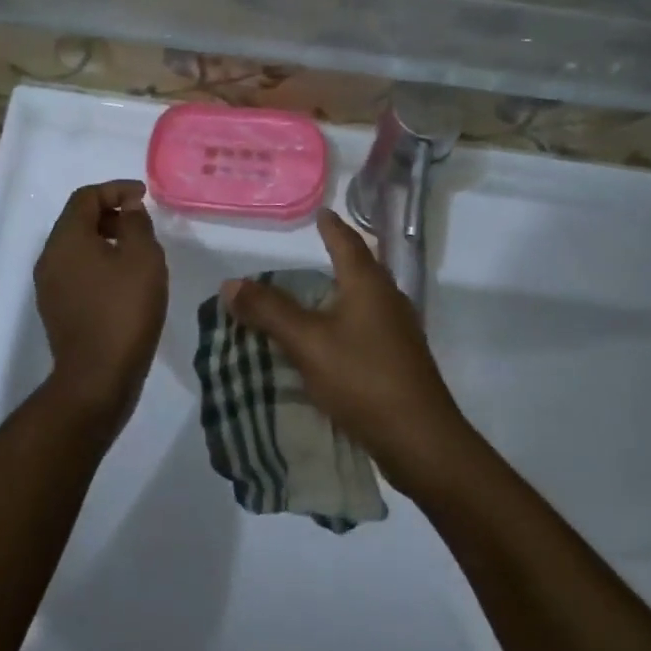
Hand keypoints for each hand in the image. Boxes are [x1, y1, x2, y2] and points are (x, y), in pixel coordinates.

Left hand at [34, 180, 168, 416]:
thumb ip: (136, 223)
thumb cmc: (124, 310)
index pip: (85, 197)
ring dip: (105, 240)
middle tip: (142, 224)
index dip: (116, 189)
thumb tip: (128, 207)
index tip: (144, 196)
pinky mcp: (56, 309)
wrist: (97, 377)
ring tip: (137, 253)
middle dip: (110, 214)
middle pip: (77, 220)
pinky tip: (124, 283)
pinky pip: (77, 272)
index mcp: (66, 239)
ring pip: (77, 248)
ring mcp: (49, 286)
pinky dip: (99, 264)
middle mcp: (50, 258)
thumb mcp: (142, 258)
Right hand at [222, 209, 470, 495]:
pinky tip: (328, 340)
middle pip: (360, 268)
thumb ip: (269, 311)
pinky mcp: (398, 359)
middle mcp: (388, 299)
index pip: (347, 242)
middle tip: (309, 253)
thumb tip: (231, 283)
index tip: (321, 212)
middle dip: (336, 258)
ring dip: (338, 294)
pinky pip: (365, 327)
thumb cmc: (363, 378)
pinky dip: (343, 323)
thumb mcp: (307, 342)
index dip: (331, 227)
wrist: (419, 438)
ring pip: (363, 300)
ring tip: (310, 296)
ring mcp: (398, 331)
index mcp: (368, 284)